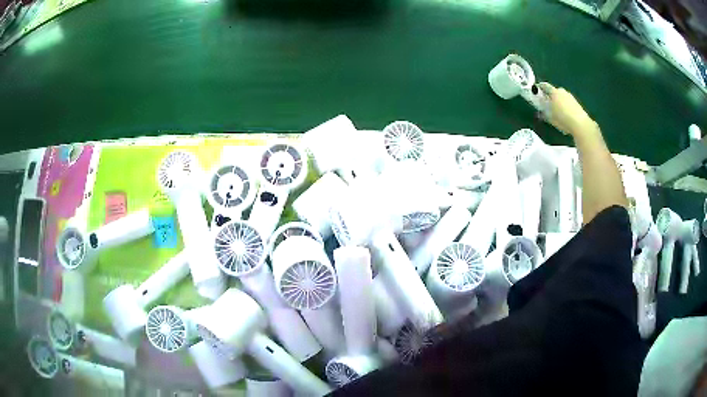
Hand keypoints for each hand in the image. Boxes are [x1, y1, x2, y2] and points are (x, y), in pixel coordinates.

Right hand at [537, 82, 596, 136]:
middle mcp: (562, 91)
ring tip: (557, 112)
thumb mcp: (550, 117)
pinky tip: (565, 115)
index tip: (537, 93)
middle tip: (548, 105)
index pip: (544, 86)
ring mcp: (570, 96)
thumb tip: (540, 110)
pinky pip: (568, 102)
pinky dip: (565, 106)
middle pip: (554, 91)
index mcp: (554, 92)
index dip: (540, 88)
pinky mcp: (577, 103)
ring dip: (558, 102)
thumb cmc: (563, 119)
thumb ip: (543, 112)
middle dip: (550, 97)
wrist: (580, 124)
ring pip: (562, 97)